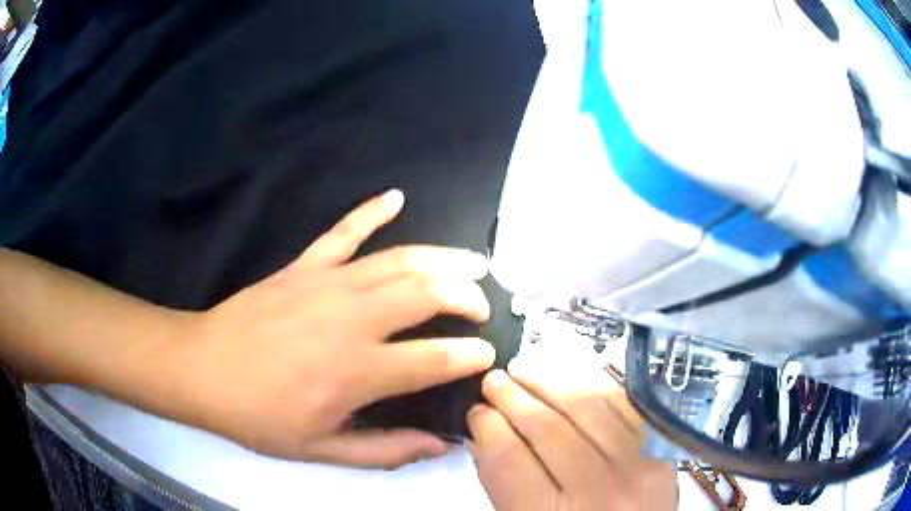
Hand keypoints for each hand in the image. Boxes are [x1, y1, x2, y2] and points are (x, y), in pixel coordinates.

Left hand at [169, 190, 494, 467]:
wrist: (203, 369)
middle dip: (467, 297)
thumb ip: (384, 450)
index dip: (470, 356)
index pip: (434, 358)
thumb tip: (438, 445)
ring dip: (443, 258)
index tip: (488, 355)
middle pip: (427, 294)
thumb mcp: (320, 450)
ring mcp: (327, 284)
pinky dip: (372, 210)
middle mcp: (352, 320)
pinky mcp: (304, 265)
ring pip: (400, 260)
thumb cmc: (259, 416)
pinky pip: (344, 230)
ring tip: (473, 262)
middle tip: (482, 307)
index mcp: (357, 372)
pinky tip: (396, 197)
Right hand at [468, 359, 677, 510]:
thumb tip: (487, 433)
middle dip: (512, 397)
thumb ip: (503, 484)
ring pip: (587, 406)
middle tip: (493, 380)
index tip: (477, 412)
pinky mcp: (661, 449)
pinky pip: (623, 404)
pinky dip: (592, 385)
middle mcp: (599, 490)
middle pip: (548, 428)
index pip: (510, 458)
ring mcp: (638, 465)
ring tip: (523, 369)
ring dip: (549, 381)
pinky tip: (569, 378)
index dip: (487, 427)